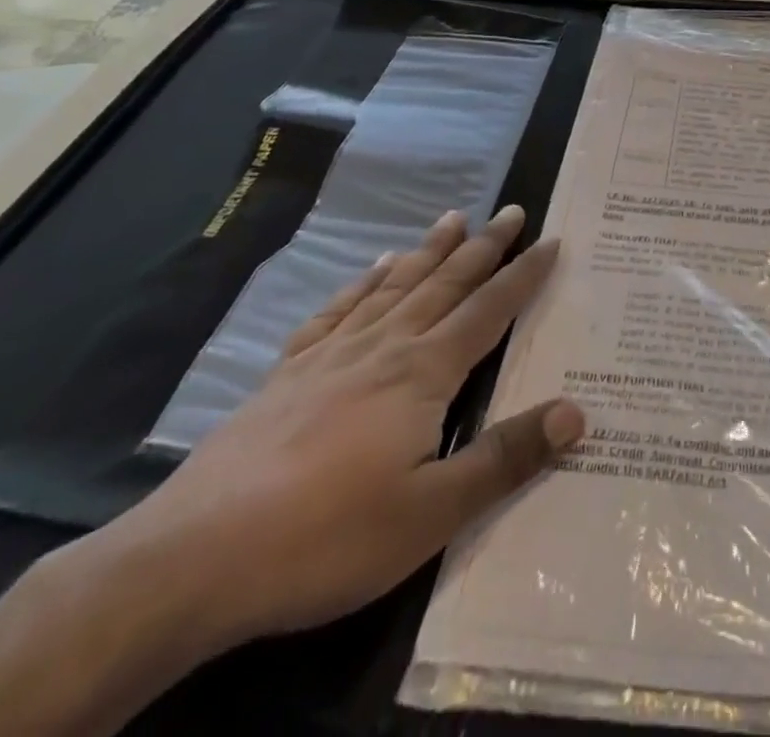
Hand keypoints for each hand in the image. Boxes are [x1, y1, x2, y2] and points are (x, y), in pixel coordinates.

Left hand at [75, 204, 582, 656]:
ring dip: (429, 250)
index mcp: (424, 373)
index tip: (551, 241)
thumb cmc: (327, 537)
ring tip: (453, 218)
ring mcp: (331, 354)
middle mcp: (384, 346)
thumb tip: (576, 412)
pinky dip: (362, 282)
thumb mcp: (432, 513)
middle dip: (484, 247)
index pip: (489, 310)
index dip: (524, 275)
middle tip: (511, 210)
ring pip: (395, 285)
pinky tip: (372, 268)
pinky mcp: (288, 373)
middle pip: (446, 283)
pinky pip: (337, 310)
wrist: (193, 558)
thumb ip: (505, 459)